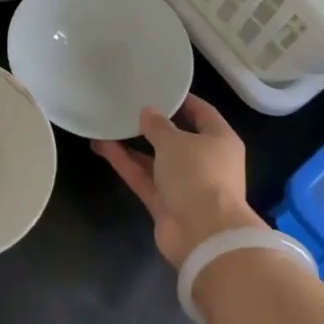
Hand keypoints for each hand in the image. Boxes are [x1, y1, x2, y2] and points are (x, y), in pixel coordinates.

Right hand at [92, 94, 260, 268]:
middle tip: (129, 108)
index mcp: (220, 141)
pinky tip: (103, 146)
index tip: (161, 89)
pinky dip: (126, 163)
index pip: (203, 113)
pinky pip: (144, 178)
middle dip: (153, 126)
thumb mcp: (176, 141)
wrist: (202, 234)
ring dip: (133, 145)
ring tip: (107, 125)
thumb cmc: (198, 175)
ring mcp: (185, 185)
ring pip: (156, 160)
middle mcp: (205, 162)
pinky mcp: (165, 204)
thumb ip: (158, 125)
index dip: (183, 101)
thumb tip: (147, 112)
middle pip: (177, 139)